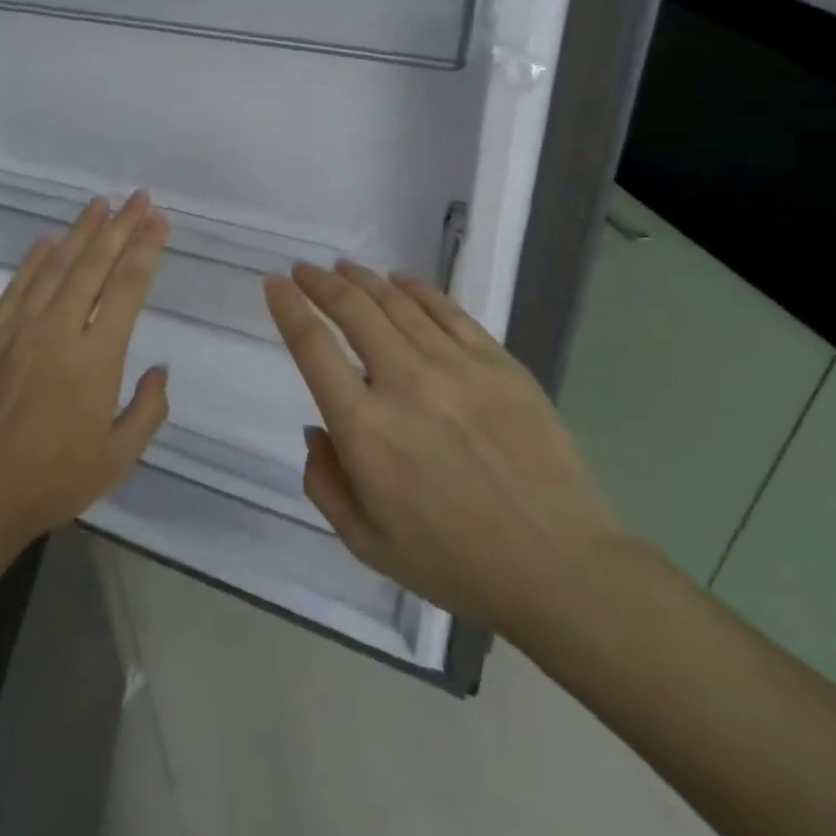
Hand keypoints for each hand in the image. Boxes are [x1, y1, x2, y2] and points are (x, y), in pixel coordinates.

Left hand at [0, 193, 171, 557]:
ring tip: (100, 203)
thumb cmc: (51, 481)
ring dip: (80, 231)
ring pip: (55, 266)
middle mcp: (58, 331)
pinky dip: (33, 260)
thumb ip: (148, 409)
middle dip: (120, 226)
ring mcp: (19, 330)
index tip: (158, 221)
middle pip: (94, 265)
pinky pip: (16, 287)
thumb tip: (159, 368)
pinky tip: (47, 240)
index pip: (127, 288)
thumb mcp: (118, 458)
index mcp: (96, 359)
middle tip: (138, 196)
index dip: (145, 250)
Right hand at [264, 261, 631, 653]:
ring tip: (344, 268)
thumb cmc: (455, 563)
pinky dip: (417, 289)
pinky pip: (449, 311)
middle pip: (352, 310)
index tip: (274, 283)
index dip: (288, 308)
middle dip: (319, 282)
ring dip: (363, 279)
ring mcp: (456, 367)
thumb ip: (325, 484)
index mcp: (365, 430)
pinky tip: (400, 280)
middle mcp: (404, 384)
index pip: (313, 348)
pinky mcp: (498, 364)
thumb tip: (317, 430)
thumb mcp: (367, 543)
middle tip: (303, 269)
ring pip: (397, 303)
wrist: (561, 567)